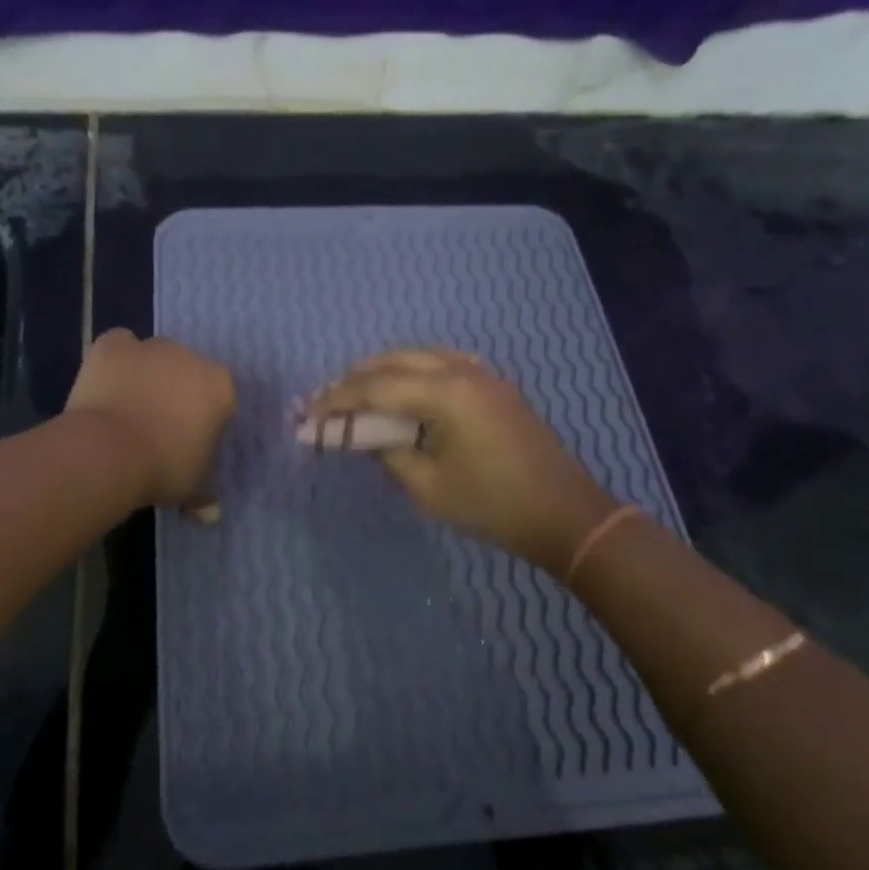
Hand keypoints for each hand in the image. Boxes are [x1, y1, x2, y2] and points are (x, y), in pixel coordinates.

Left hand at [66, 329, 235, 508]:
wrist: (109, 452)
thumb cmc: (164, 468)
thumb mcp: (191, 488)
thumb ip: (204, 495)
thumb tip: (211, 514)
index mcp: (220, 387)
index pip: (220, 397)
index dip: (205, 418)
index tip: (190, 441)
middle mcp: (191, 357)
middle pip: (188, 371)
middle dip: (177, 392)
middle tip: (158, 427)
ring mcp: (151, 347)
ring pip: (155, 356)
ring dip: (148, 374)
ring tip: (129, 408)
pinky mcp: (114, 345)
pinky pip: (120, 345)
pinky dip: (116, 360)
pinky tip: (108, 383)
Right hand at [302, 349, 614, 573]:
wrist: (563, 512)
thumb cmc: (491, 505)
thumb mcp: (427, 485)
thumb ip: (386, 452)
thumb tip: (361, 435)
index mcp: (444, 392)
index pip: (374, 386)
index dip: (335, 400)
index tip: (306, 415)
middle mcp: (461, 369)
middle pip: (393, 361)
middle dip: (354, 381)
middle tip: (324, 404)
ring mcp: (481, 373)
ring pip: (417, 357)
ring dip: (381, 373)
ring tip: (354, 396)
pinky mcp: (492, 385)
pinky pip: (440, 364)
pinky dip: (411, 373)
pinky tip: (399, 392)